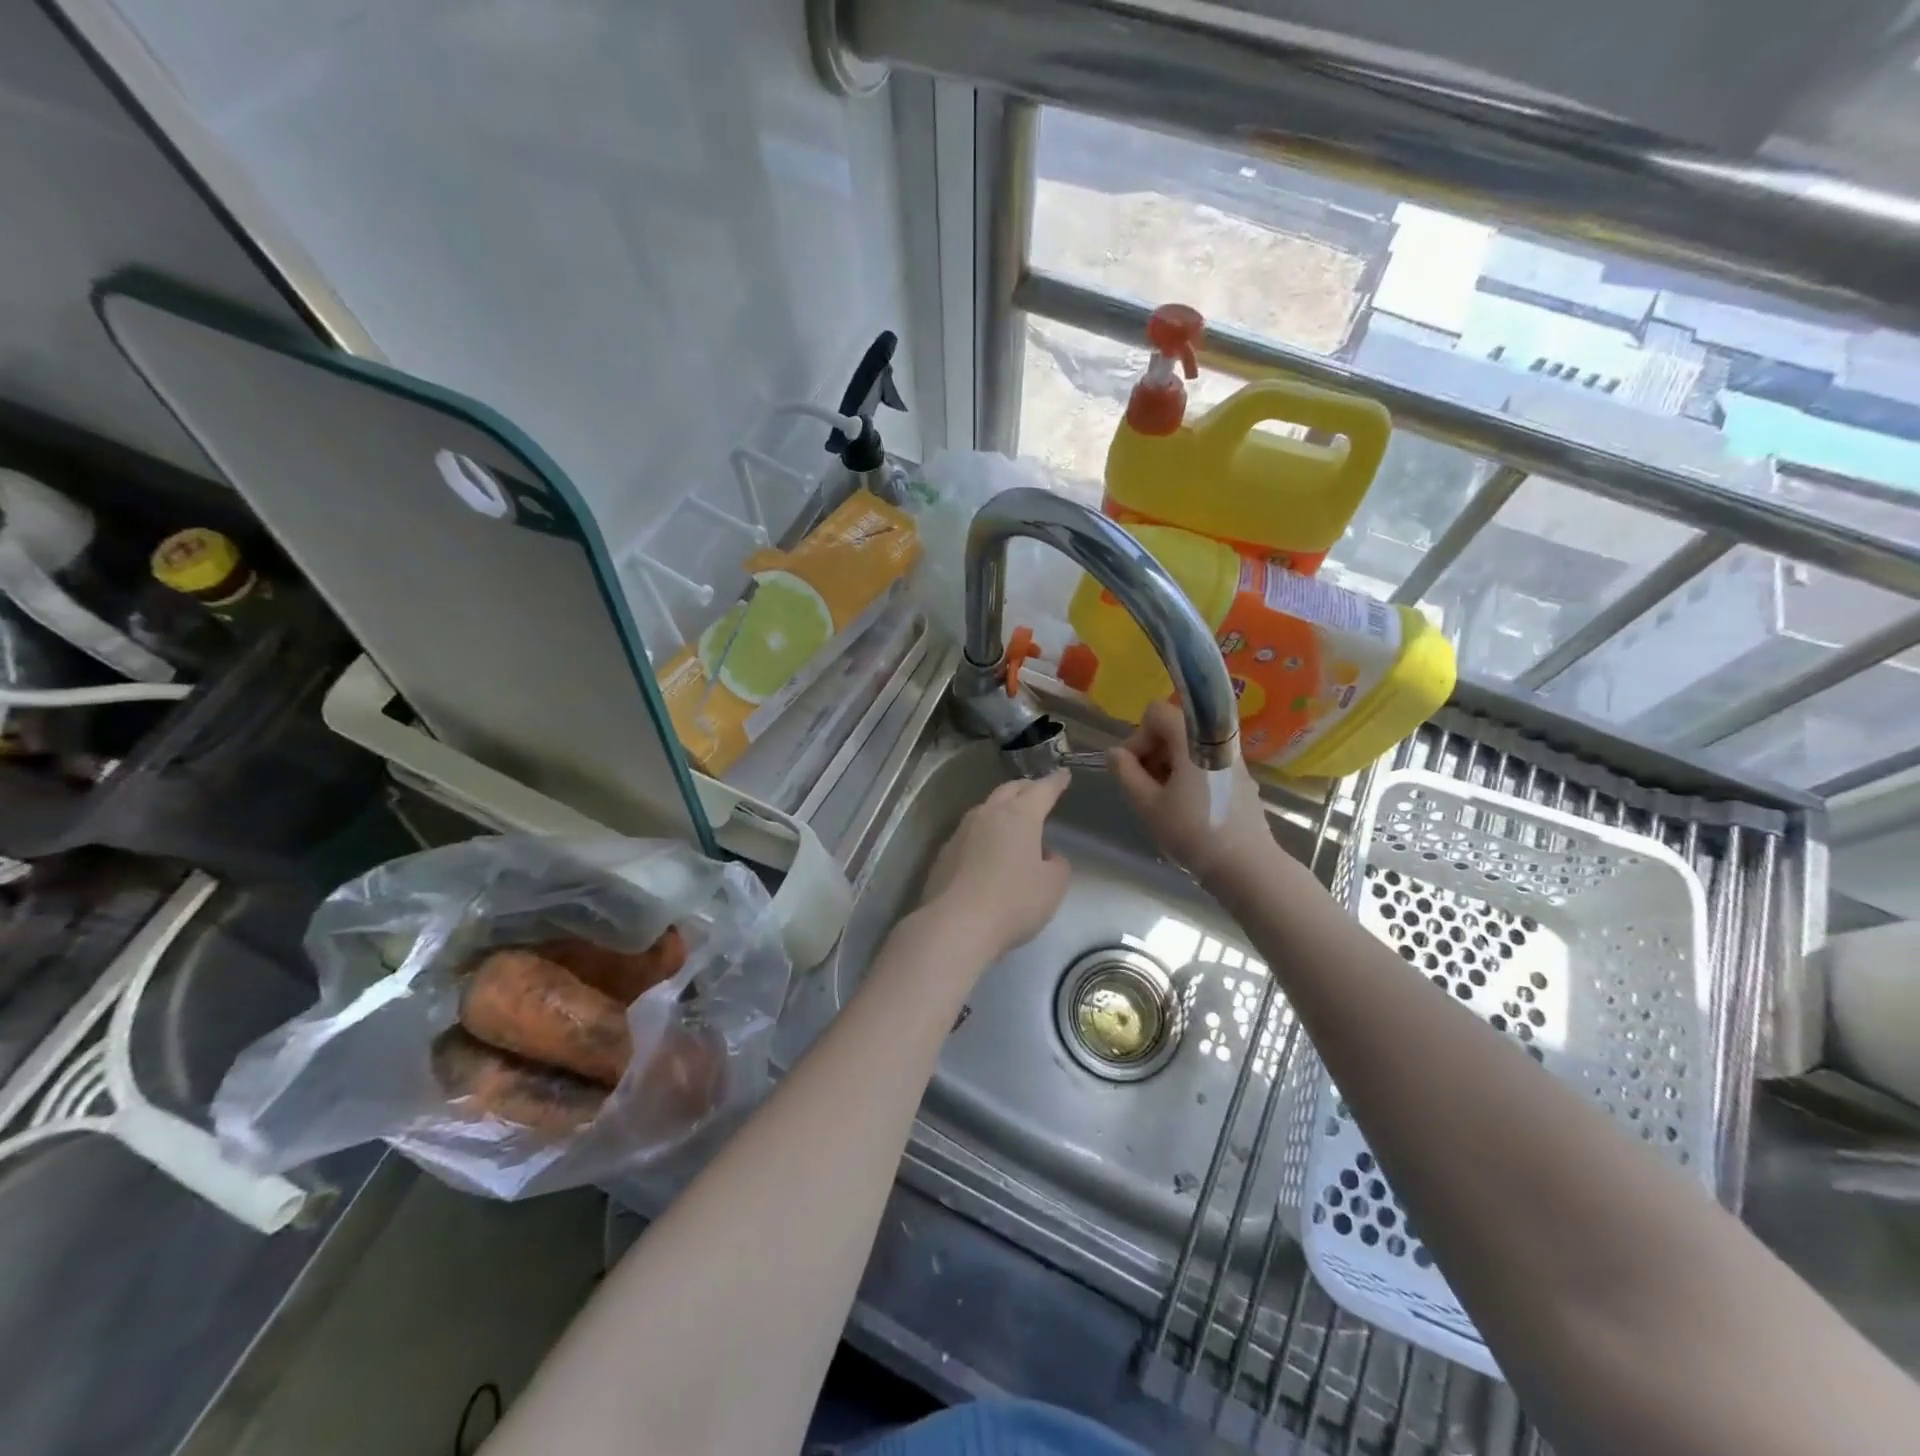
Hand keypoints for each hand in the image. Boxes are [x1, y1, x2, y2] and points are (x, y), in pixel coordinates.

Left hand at [918, 770, 1072, 961]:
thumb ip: (1056, 864)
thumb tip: (1044, 854)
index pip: (1041, 790)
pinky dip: (984, 834)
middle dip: (1026, 788)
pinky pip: (970, 834)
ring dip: (1002, 809)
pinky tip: (987, 851)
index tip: (1063, 775)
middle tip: (1037, 791)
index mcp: (1019, 815)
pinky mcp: (944, 853)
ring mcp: (961, 832)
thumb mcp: (1053, 885)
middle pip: (1009, 791)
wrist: (956, 924)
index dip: (1055, 782)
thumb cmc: (1014, 901)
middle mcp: (987, 814)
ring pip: (986, 809)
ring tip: (1013, 820)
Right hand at [1108, 700, 1273, 887]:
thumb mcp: (1148, 804)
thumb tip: (1115, 753)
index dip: (1139, 737)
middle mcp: (1217, 740)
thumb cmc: (1192, 832)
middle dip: (1152, 751)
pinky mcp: (1241, 779)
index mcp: (1193, 738)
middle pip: (1174, 727)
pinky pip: (1207, 762)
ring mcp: (1233, 760)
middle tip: (1145, 787)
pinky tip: (1186, 807)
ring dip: (1169, 765)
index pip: (1157, 712)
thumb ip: (1126, 773)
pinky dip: (1189, 775)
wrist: (1246, 866)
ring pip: (1190, 746)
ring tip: (1164, 800)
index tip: (1135, 770)